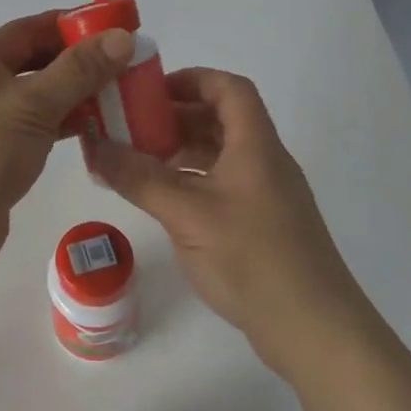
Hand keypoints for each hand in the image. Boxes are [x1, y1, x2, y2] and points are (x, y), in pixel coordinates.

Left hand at [0, 12, 136, 292]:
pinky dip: (62, 127)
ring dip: (74, 97)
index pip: (30, 29)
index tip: (115, 29)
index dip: (72, 25)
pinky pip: (34, 130)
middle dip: (78, 63)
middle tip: (125, 67)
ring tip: (119, 99)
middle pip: (35, 63)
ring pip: (37, 99)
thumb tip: (122, 36)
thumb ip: (79, 70)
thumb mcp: (33, 105)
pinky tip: (94, 133)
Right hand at [89, 67, 366, 378]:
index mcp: (255, 145)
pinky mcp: (263, 225)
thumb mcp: (187, 214)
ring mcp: (266, 195)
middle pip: (222, 119)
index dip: (191, 79)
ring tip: (138, 161)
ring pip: (221, 154)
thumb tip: (95, 146)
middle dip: (176, 116)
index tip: (150, 91)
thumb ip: (139, 178)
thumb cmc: (252, 259)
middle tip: (132, 127)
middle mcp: (265, 162)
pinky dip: (192, 181)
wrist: (314, 330)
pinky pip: (223, 185)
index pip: (229, 88)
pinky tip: (164, 200)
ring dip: (181, 150)